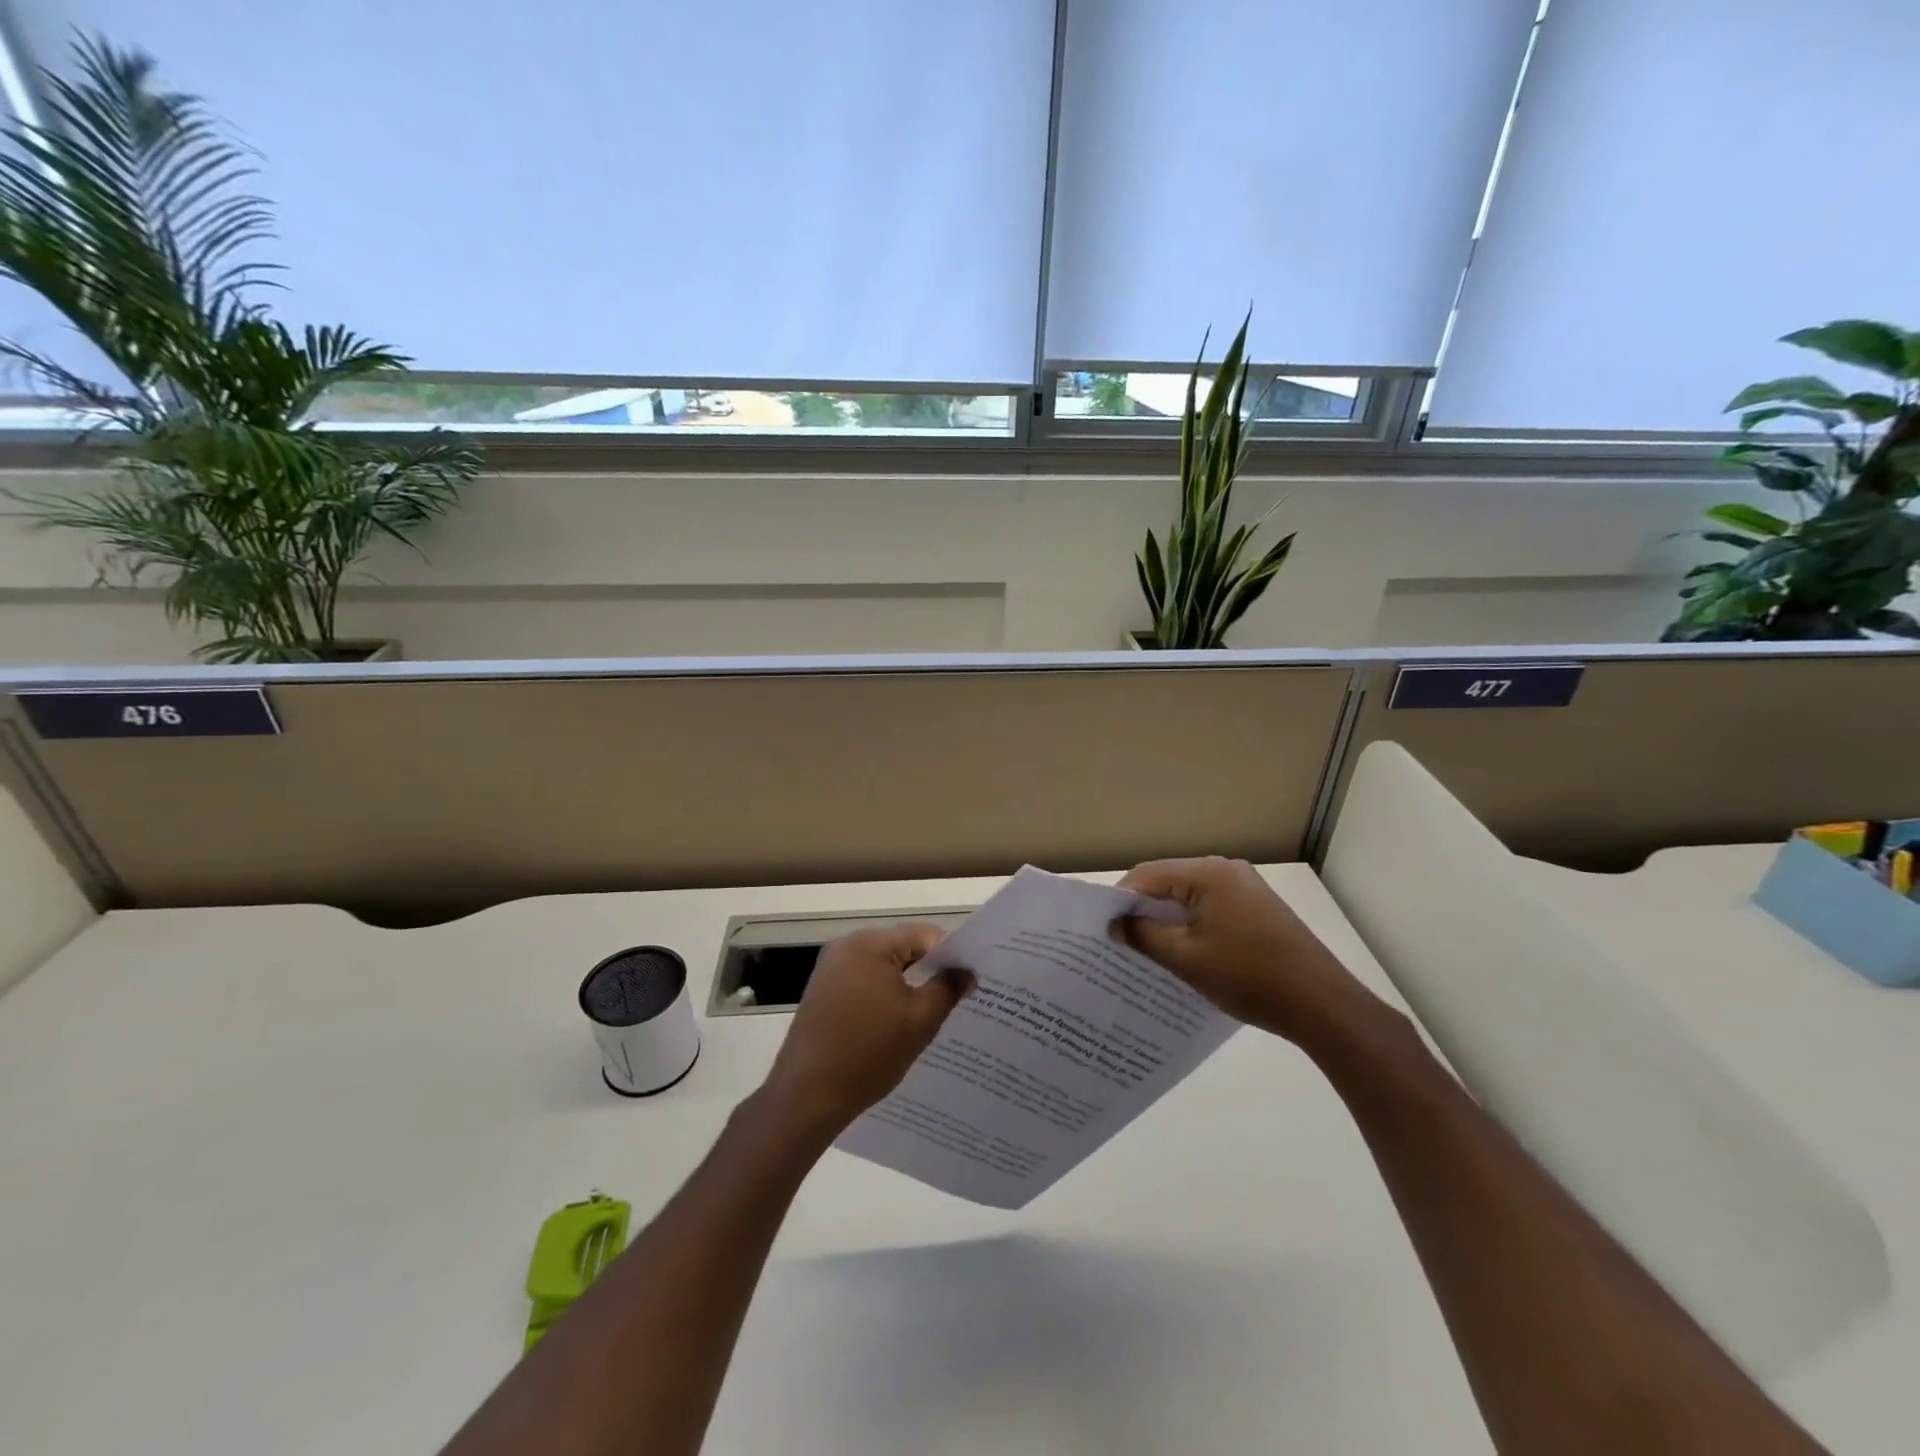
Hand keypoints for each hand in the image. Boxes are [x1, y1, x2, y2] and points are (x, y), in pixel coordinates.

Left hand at [759, 925, 972, 1142]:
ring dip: (907, 987)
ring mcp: (830, 970)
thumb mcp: (920, 1020)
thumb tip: (966, 972)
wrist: (807, 1097)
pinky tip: (898, 1026)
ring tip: (932, 1014)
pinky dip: (884, 998)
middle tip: (958, 997)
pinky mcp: (822, 994)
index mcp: (870, 943)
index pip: (924, 935)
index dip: (952, 955)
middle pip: (902, 948)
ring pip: (883, 968)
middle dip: (929, 971)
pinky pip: (864, 984)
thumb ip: (948, 988)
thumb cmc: (868, 1052)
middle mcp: (846, 947)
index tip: (971, 979)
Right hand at [1118, 857, 1382, 1047]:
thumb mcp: (1186, 959)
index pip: (1147, 874)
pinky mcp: (1257, 906)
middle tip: (1120, 939)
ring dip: (1166, 917)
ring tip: (1146, 948)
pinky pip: (1210, 905)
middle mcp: (1226, 869)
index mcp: (1208, 873)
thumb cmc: (1249, 977)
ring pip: (1189, 895)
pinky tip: (1182, 949)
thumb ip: (1145, 936)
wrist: (1322, 1004)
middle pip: (1168, 880)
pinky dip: (1191, 922)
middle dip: (1143, 908)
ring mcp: (1245, 886)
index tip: (1103, 928)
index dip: (1121, 899)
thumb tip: (1116, 924)